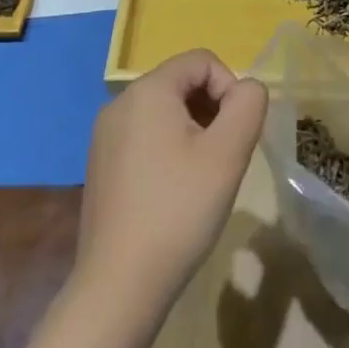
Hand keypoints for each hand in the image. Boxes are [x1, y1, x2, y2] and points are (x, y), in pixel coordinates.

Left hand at [77, 49, 267, 310]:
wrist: (119, 286)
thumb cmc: (178, 210)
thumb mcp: (228, 153)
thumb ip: (248, 104)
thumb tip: (247, 89)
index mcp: (147, 90)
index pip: (203, 61)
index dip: (230, 87)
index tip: (237, 134)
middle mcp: (120, 103)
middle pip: (182, 83)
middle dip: (212, 110)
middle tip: (224, 157)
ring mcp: (105, 136)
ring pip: (165, 112)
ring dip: (194, 131)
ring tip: (203, 177)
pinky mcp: (101, 165)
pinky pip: (146, 136)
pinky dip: (170, 150)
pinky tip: (176, 192)